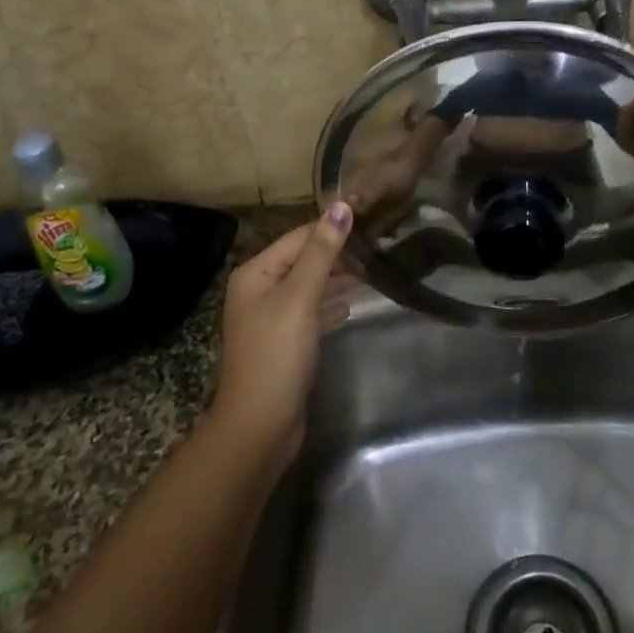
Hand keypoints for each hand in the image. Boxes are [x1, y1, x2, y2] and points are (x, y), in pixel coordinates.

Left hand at [212, 204, 356, 460]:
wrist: (260, 427)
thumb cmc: (278, 354)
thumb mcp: (301, 297)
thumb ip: (322, 251)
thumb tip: (341, 205)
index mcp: (256, 273)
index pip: (300, 237)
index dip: (333, 229)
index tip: (372, 223)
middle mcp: (259, 289)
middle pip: (304, 260)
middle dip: (337, 254)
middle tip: (377, 249)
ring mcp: (270, 317)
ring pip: (309, 286)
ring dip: (337, 278)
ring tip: (370, 272)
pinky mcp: (284, 341)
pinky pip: (310, 311)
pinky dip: (329, 304)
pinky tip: (350, 304)